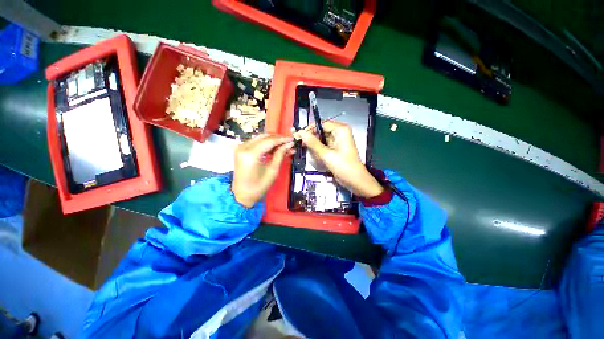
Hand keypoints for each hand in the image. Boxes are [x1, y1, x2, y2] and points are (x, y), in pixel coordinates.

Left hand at [232, 134, 294, 206]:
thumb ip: (280, 155)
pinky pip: (256, 143)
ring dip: (273, 141)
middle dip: (278, 139)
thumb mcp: (272, 171)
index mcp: (251, 154)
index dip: (282, 139)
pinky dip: (266, 145)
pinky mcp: (241, 150)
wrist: (242, 195)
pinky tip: (275, 149)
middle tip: (289, 143)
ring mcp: (241, 147)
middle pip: (264, 137)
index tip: (292, 139)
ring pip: (261, 138)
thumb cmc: (258, 186)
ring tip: (284, 147)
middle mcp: (244, 147)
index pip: (269, 141)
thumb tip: (289, 144)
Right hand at [295, 121, 383, 197]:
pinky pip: (324, 146)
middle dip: (313, 140)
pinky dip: (320, 152)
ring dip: (316, 148)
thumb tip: (301, 133)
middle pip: (321, 131)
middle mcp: (340, 133)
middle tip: (304, 147)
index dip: (310, 129)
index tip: (299, 136)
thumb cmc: (343, 166)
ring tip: (316, 156)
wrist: (355, 181)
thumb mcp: (326, 155)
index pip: (321, 124)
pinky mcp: (336, 149)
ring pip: (321, 140)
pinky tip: (319, 158)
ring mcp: (338, 141)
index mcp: (341, 130)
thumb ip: (313, 143)